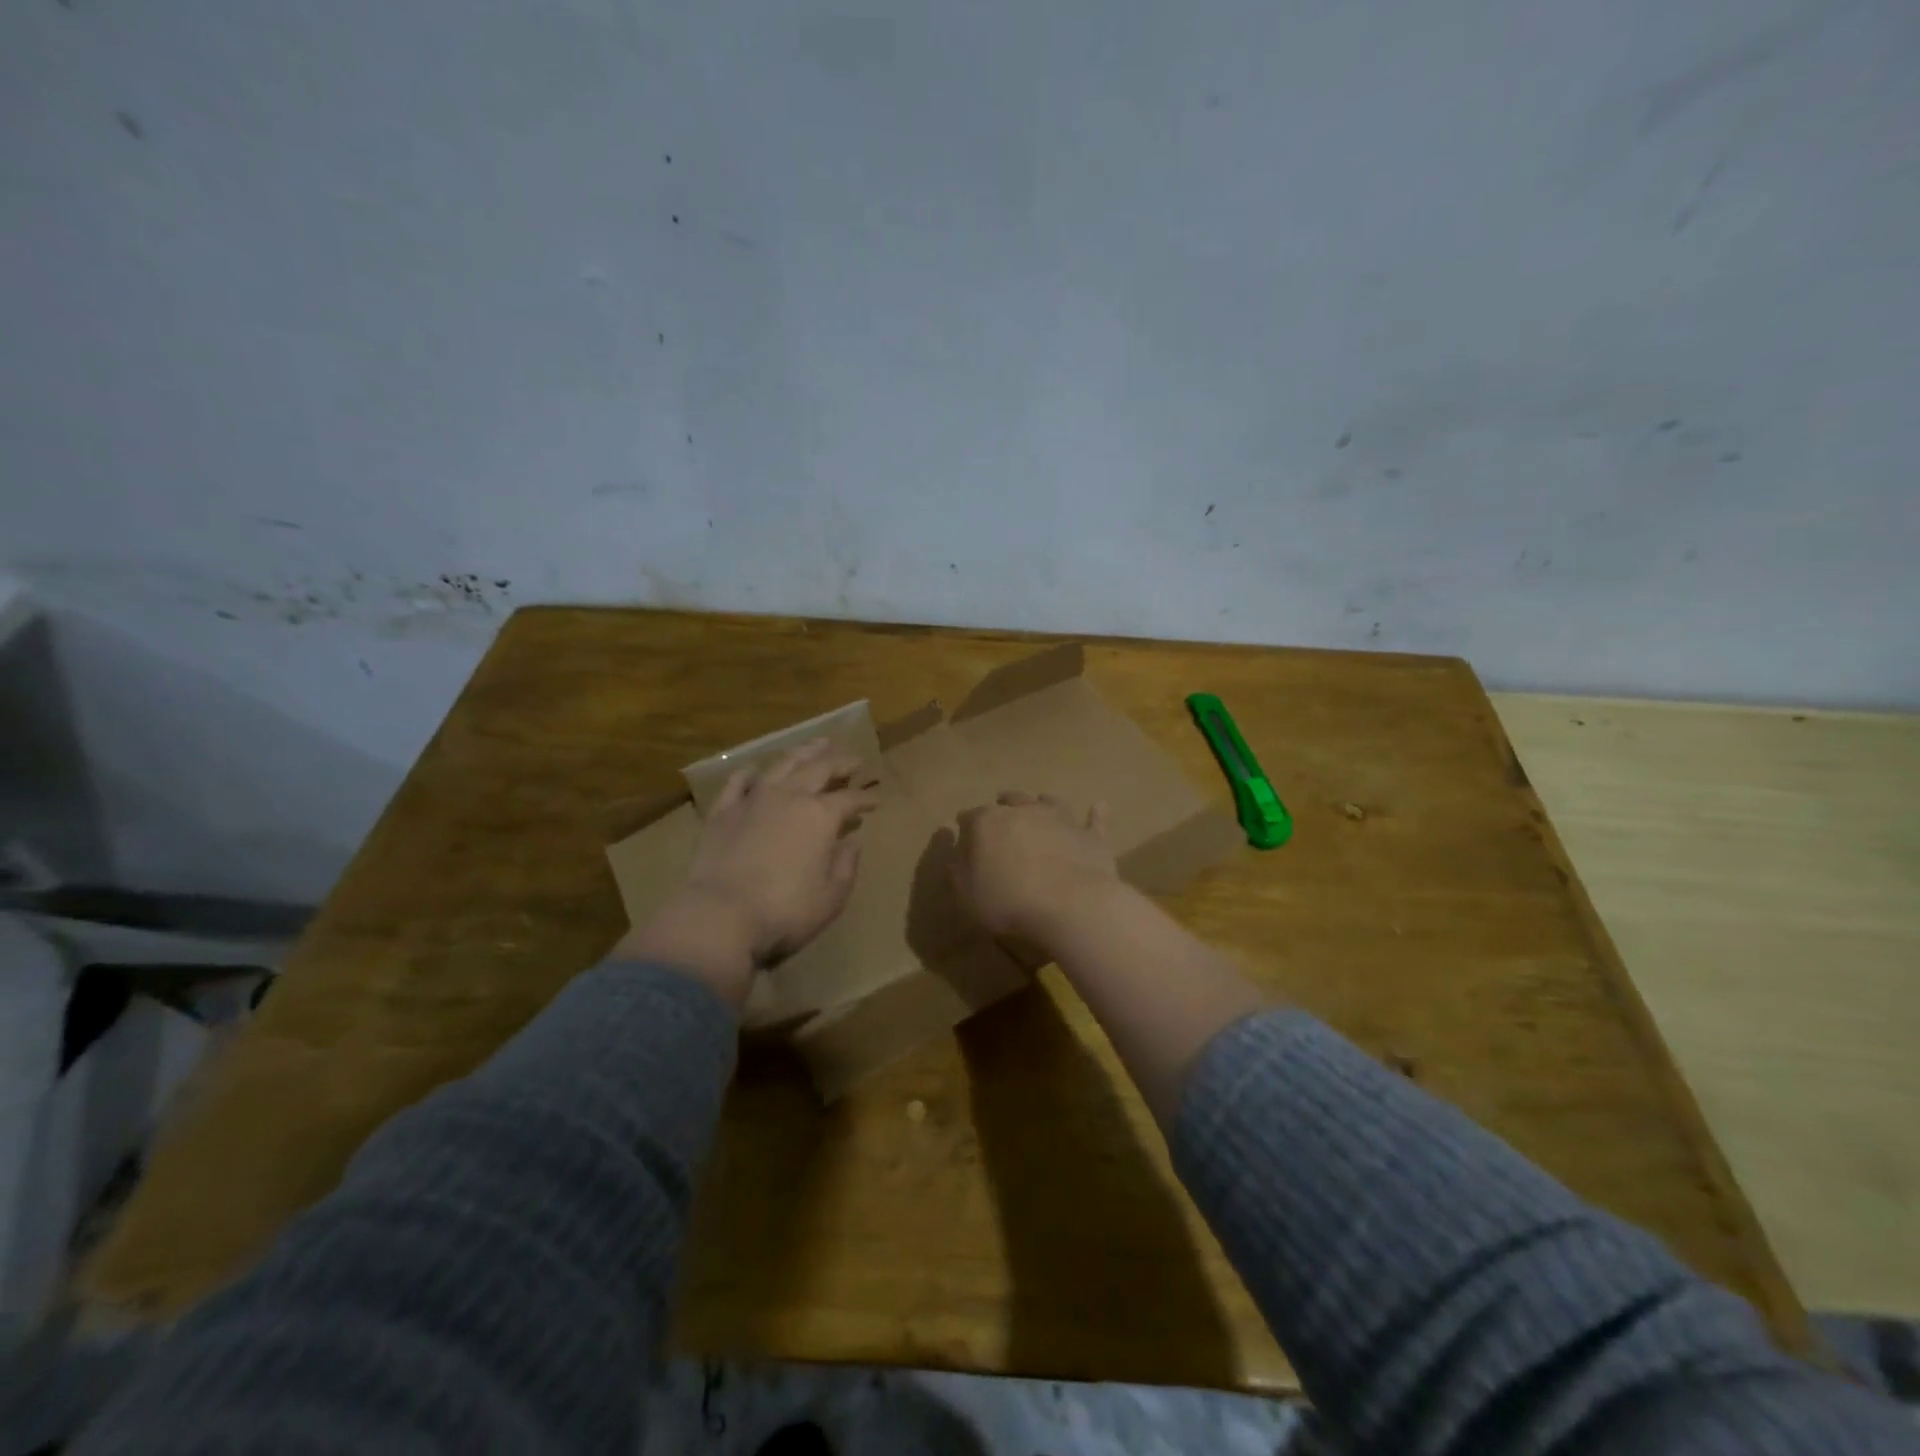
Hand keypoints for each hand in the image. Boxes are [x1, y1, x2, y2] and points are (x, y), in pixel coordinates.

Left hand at [619, 739, 879, 1003]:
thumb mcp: (831, 896)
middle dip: (840, 762)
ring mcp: (754, 799)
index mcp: (821, 816)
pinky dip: (750, 772)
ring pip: (783, 764)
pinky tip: (756, 770)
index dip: (866, 798)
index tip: (876, 800)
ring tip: (817, 745)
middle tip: (853, 760)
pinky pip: (738, 782)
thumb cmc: (785, 911)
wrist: (720, 915)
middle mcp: (790, 797)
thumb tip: (853, 840)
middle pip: (820, 768)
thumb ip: (846, 864)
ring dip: (803, 752)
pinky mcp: (723, 811)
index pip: (851, 799)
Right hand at [949, 791, 1118, 947]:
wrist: (1070, 904)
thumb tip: (955, 854)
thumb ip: (959, 870)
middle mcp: (1023, 811)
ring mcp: (1060, 819)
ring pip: (1048, 801)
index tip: (963, 831)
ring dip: (1041, 802)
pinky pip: (1093, 820)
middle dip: (1003, 806)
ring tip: (1040, 801)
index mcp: (988, 822)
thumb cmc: (1009, 900)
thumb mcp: (968, 893)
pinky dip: (1095, 813)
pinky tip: (1099, 806)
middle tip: (1000, 811)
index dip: (966, 825)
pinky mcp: (1089, 836)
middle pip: (1010, 801)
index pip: (970, 817)